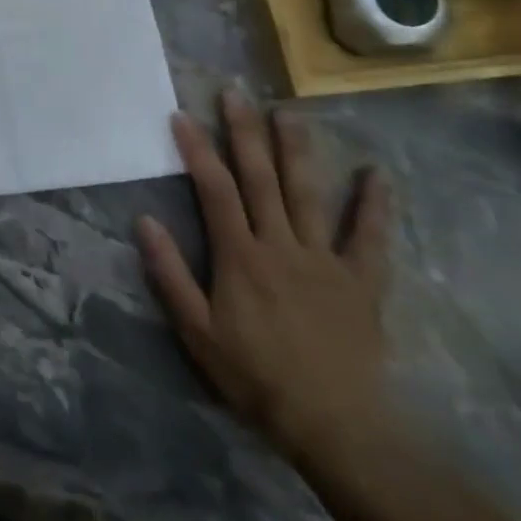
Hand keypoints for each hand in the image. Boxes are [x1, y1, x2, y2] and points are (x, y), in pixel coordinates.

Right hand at [137, 89, 392, 468]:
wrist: (335, 427)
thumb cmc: (254, 376)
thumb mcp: (196, 330)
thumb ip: (170, 273)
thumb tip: (144, 221)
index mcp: (240, 256)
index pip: (213, 190)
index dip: (196, 150)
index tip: (181, 115)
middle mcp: (281, 245)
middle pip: (260, 179)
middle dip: (244, 133)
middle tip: (236, 93)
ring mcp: (325, 261)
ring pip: (308, 195)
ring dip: (297, 151)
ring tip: (290, 112)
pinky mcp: (361, 283)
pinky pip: (369, 239)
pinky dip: (373, 206)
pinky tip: (376, 173)